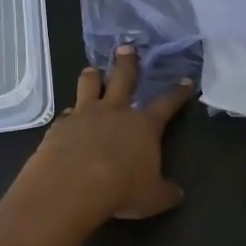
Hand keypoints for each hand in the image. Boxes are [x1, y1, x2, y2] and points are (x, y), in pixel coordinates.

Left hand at [18, 46, 194, 223]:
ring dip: (92, 77)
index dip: (178, 93)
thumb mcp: (153, 198)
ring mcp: (84, 114)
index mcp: (144, 125)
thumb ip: (165, 191)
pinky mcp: (59, 125)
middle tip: (126, 47)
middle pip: (123, 77)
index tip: (185, 81)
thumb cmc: (121, 190)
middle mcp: (115, 111)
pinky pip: (66, 114)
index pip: (166, 103)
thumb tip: (176, 193)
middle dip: (127, 62)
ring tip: (92, 71)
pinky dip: (70, 115)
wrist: (71, 187)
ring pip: (89, 85)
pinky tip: (68, 120)